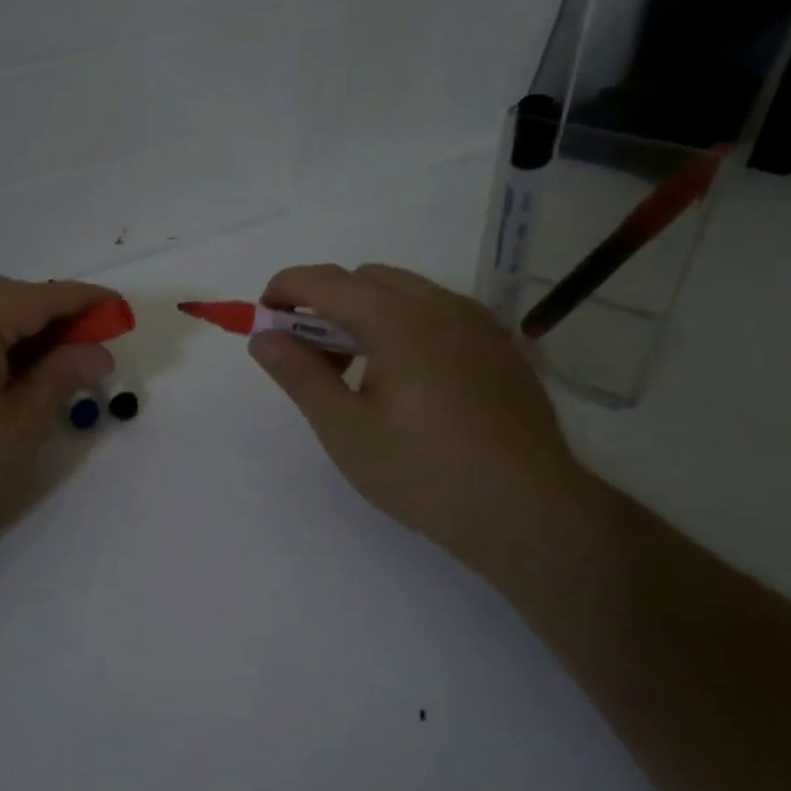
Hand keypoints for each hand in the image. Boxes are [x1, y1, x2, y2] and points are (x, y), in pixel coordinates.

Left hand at [0, 277, 116, 560]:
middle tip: (89, 340)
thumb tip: (97, 352)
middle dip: (50, 310)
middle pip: (4, 295)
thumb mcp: (21, 425)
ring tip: (54, 356)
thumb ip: (60, 375)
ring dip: (18, 322)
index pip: (38, 297)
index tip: (121, 310)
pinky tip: (6, 367)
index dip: (84, 301)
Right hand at [248, 263, 598, 585]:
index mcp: (397, 319)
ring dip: (366, 312)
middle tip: (313, 357)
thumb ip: (299, 374)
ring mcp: (477, 322)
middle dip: (326, 303)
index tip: (265, 320)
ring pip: (405, 292)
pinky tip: (408, 379)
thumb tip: (262, 337)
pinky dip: (405, 324)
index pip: (325, 280)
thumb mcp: (344, 429)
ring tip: (360, 372)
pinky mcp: (500, 346)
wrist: (527, 511)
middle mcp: (440, 305)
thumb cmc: (423, 472)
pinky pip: (439, 312)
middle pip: (365, 279)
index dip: (285, 290)